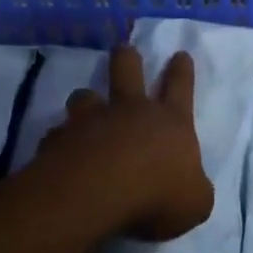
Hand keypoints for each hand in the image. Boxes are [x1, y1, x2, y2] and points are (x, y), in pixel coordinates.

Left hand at [32, 45, 212, 241]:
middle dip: (127, 58)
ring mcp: (91, 121)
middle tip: (124, 49)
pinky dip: (59, 140)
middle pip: (127, 70)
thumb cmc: (157, 195)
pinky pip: (58, 134)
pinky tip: (58, 152)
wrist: (97, 193)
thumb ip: (194, 189)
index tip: (179, 54)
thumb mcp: (195, 203)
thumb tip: (191, 187)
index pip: (180, 88)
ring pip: (85, 95)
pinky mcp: (59, 139)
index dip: (181, 71)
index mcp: (171, 123)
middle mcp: (130, 111)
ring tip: (83, 104)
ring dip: (86, 99)